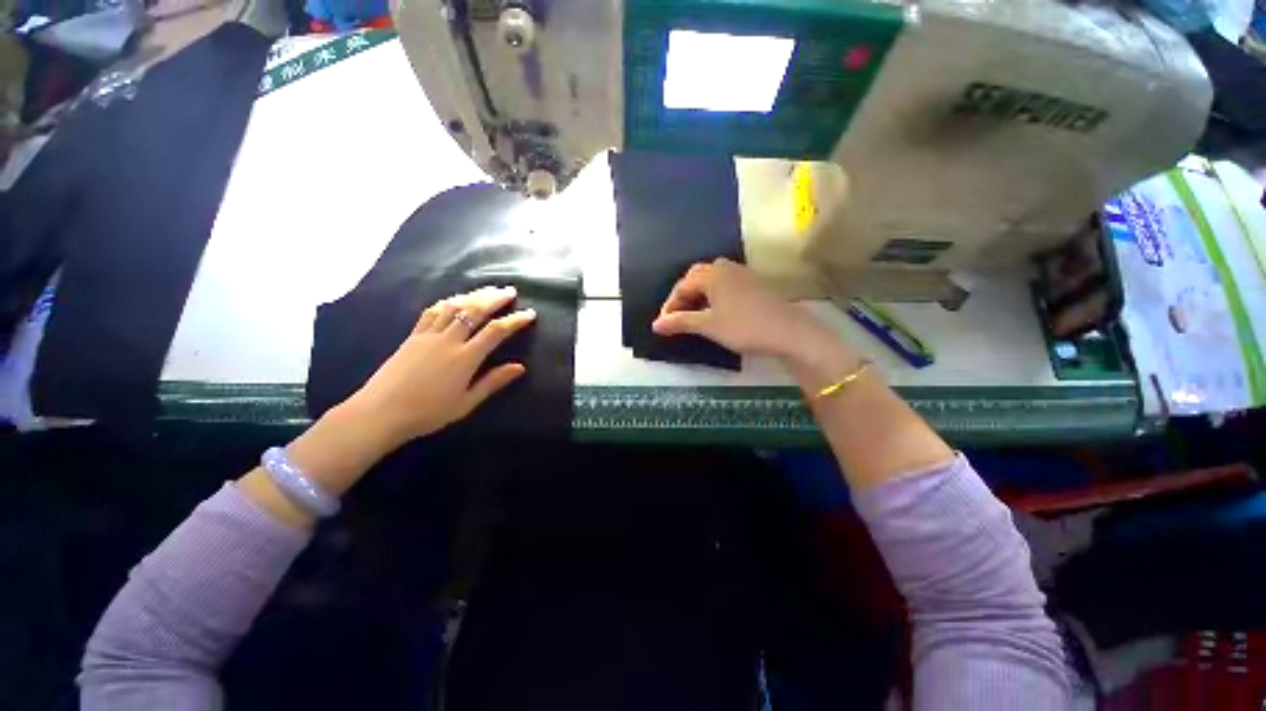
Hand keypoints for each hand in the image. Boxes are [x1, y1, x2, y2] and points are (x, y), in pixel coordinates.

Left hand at [344, 285, 535, 447]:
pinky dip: (448, 302)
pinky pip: (433, 311)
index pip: (496, 331)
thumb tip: (520, 367)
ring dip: (473, 295)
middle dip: (495, 298)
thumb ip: (493, 381)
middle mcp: (448, 340)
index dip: (515, 320)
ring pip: (454, 306)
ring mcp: (428, 335)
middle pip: (475, 310)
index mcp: (465, 358)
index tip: (530, 313)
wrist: (380, 412)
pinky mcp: (413, 336)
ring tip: (488, 290)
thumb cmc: (428, 413)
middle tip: (510, 291)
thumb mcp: (466, 402)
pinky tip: (455, 299)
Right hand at [652, 258, 831, 358]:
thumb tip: (655, 324)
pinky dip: (715, 295)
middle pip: (696, 276)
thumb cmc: (744, 327)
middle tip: (678, 316)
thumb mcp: (708, 326)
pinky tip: (717, 311)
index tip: (664, 325)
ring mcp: (743, 274)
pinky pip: (726, 284)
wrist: (789, 332)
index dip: (670, 305)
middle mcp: (726, 267)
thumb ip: (680, 322)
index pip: (682, 286)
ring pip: (713, 279)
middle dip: (684, 295)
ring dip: (699, 294)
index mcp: (713, 274)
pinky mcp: (755, 283)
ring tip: (695, 314)